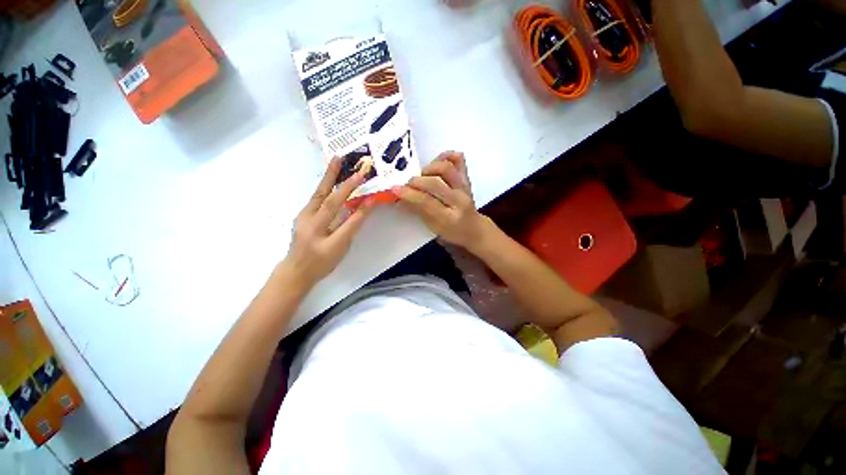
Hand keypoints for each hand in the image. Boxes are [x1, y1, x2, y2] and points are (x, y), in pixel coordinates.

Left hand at [282, 158, 375, 286]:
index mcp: (319, 228)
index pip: (340, 206)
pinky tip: (331, 183)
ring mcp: (303, 216)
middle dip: (333, 175)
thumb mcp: (340, 247)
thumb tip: (366, 205)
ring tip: (336, 163)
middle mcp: (308, 218)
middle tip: (340, 157)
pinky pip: (316, 199)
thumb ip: (353, 224)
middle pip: (323, 194)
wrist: (295, 271)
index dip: (354, 193)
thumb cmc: (321, 262)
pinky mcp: (302, 217)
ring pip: (318, 194)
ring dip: (328, 178)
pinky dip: (325, 188)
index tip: (365, 180)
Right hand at [395, 151, 489, 249]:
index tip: (395, 189)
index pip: (427, 202)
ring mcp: (465, 188)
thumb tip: (401, 196)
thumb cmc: (451, 232)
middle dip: (416, 181)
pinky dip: (446, 156)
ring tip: (422, 176)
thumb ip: (419, 211)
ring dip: (429, 168)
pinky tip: (436, 162)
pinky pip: (459, 161)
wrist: (474, 229)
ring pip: (446, 168)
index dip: (409, 194)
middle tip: (407, 184)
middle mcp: (460, 201)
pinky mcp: (467, 179)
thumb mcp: (433, 228)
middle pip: (435, 183)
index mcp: (450, 218)